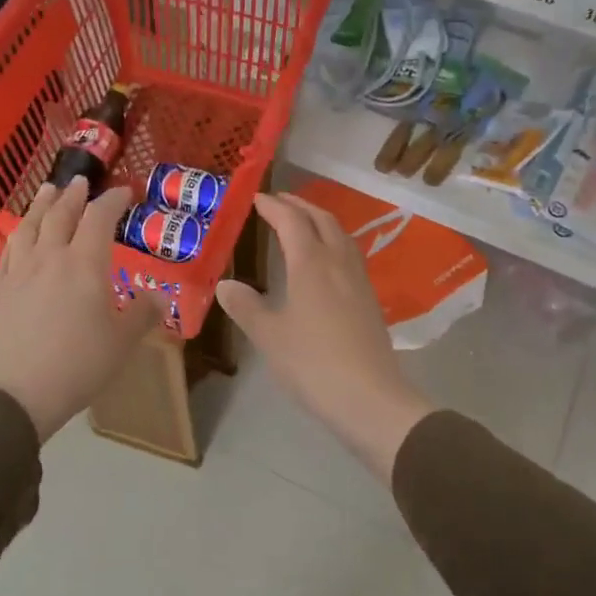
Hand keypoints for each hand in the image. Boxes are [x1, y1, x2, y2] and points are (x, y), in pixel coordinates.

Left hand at [0, 177, 162, 440]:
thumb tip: (158, 295)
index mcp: (84, 264)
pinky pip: (9, 249)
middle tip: (81, 182)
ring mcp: (19, 272)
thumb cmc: (77, 366)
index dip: (113, 201)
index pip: (99, 218)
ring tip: (48, 191)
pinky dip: (19, 233)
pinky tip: (20, 235)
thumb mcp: (122, 343)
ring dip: (41, 205)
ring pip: (29, 226)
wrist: (13, 393)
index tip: (125, 192)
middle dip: (74, 196)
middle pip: (60, 214)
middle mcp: (50, 258)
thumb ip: (143, 314)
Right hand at [215, 193, 432, 482]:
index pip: (292, 221)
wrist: (369, 397)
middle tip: (278, 202)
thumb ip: (246, 306)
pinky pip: (350, 256)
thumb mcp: (269, 336)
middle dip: (300, 206)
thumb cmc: (312, 363)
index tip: (256, 198)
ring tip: (301, 224)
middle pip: (322, 220)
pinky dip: (333, 243)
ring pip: (341, 236)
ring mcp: (359, 281)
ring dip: (320, 221)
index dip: (273, 206)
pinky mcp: (370, 300)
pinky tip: (325, 263)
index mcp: (311, 263)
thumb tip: (225, 285)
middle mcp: (338, 262)